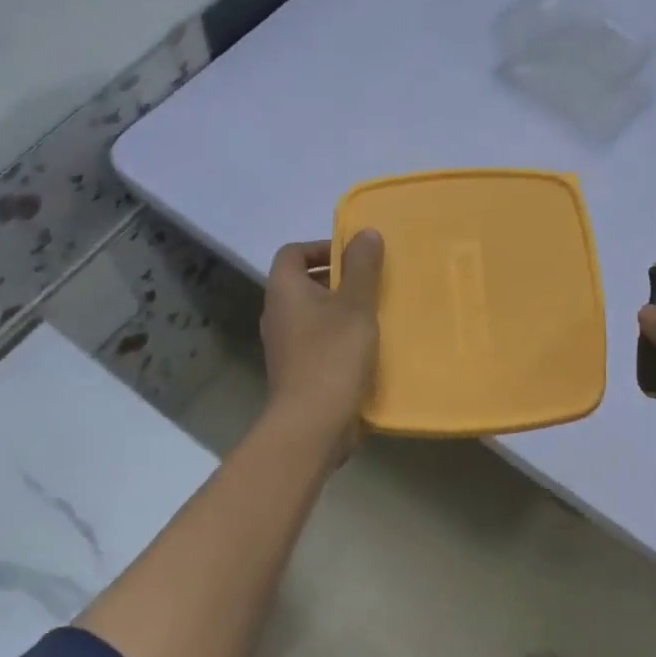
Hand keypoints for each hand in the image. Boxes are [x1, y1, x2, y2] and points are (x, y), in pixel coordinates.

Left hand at [260, 232, 383, 455]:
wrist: (312, 424)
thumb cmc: (333, 355)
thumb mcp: (355, 304)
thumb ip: (362, 266)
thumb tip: (365, 232)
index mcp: (284, 290)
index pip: (293, 253)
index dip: (322, 247)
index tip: (355, 257)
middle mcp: (278, 314)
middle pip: (305, 283)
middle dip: (339, 279)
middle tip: (373, 284)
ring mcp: (285, 346)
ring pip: (314, 315)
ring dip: (343, 311)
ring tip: (377, 314)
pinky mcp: (298, 372)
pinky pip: (319, 343)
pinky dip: (341, 338)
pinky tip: (369, 349)